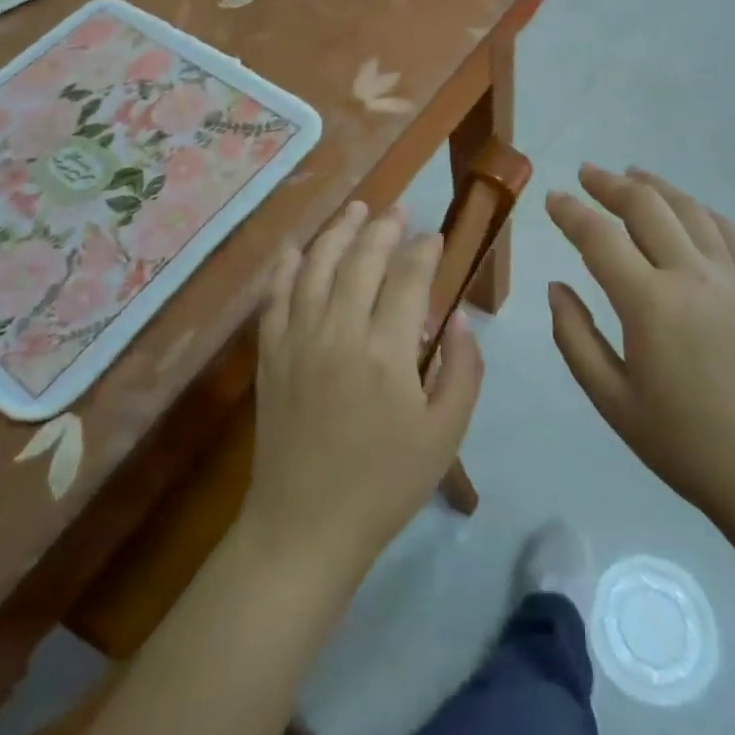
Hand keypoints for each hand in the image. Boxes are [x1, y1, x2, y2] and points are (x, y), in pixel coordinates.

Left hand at [241, 201, 483, 579]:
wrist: (305, 526)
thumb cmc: (385, 484)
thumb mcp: (446, 436)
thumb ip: (463, 371)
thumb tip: (460, 320)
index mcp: (387, 353)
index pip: (409, 278)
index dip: (424, 250)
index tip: (435, 238)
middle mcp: (340, 332)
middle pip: (362, 259)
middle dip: (384, 227)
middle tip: (398, 211)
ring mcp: (298, 339)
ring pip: (317, 265)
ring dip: (338, 230)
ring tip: (356, 208)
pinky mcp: (270, 353)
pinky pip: (276, 295)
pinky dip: (286, 264)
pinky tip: (296, 245)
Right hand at [545, 165, 734, 527]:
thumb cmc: (684, 444)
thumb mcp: (611, 401)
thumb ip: (575, 337)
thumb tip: (557, 286)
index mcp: (650, 304)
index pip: (600, 238)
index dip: (571, 212)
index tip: (552, 197)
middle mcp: (691, 276)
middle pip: (646, 207)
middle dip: (610, 184)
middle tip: (586, 173)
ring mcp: (733, 278)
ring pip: (689, 209)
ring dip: (655, 186)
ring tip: (632, 174)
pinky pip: (729, 232)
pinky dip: (701, 210)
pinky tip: (687, 207)